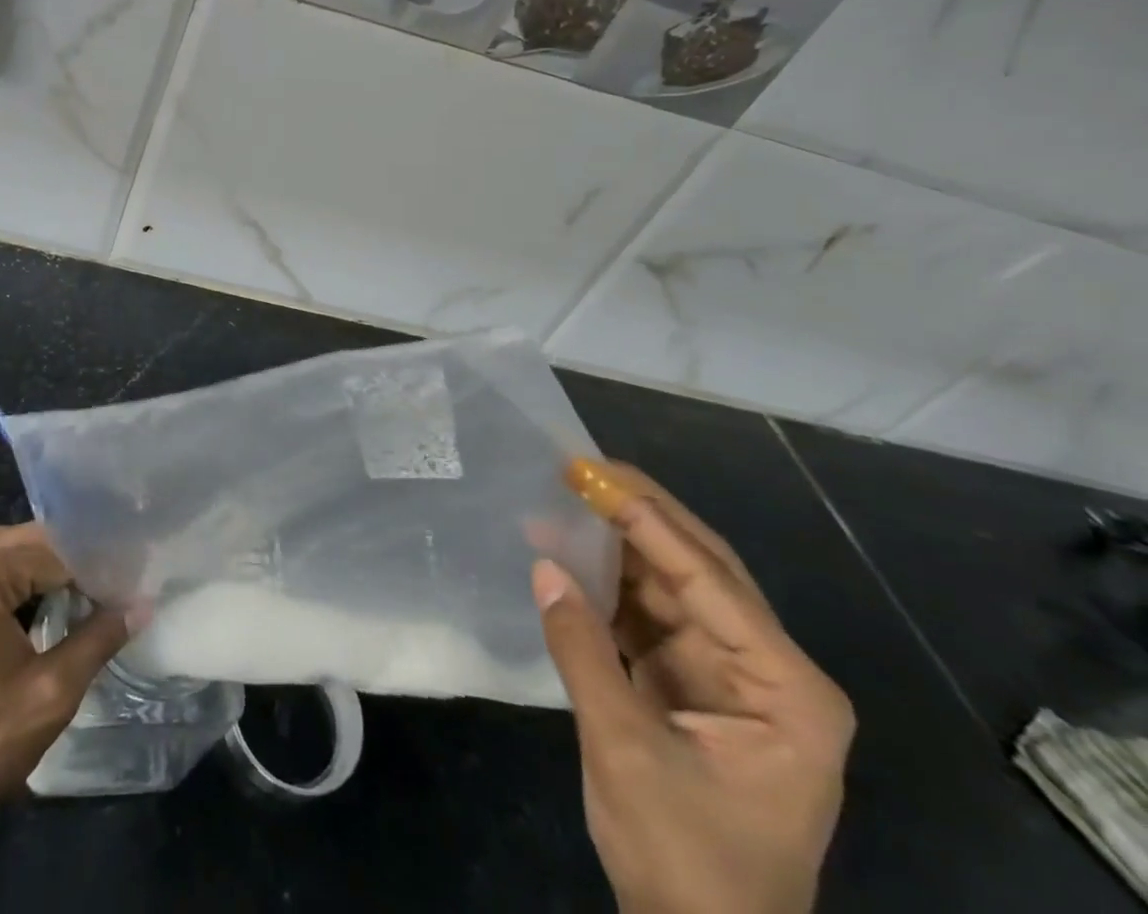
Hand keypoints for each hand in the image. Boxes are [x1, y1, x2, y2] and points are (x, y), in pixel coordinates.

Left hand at [0, 523, 130, 913]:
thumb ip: (99, 639)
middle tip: (107, 593)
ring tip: (78, 602)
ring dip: (39, 574)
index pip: (56, 551)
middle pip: (27, 543)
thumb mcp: (50, 693)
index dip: (95, 572)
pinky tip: (32, 614)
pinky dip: (8, 586)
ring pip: (3, 555)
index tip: (124, 591)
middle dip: (67, 566)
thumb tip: (142, 606)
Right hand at [535, 461, 853, 913]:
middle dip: (638, 516)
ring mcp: (726, 676)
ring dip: (614, 546)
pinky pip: (645, 616)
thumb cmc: (687, 860)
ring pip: (668, 586)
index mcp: (785, 689)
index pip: (708, 580)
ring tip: (562, 499)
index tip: (593, 473)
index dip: (647, 521)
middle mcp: (765, 670)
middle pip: (698, 570)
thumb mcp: (627, 752)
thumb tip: (543, 564)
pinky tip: (564, 555)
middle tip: (580, 467)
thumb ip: (583, 650)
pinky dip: (604, 586)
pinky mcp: (687, 685)